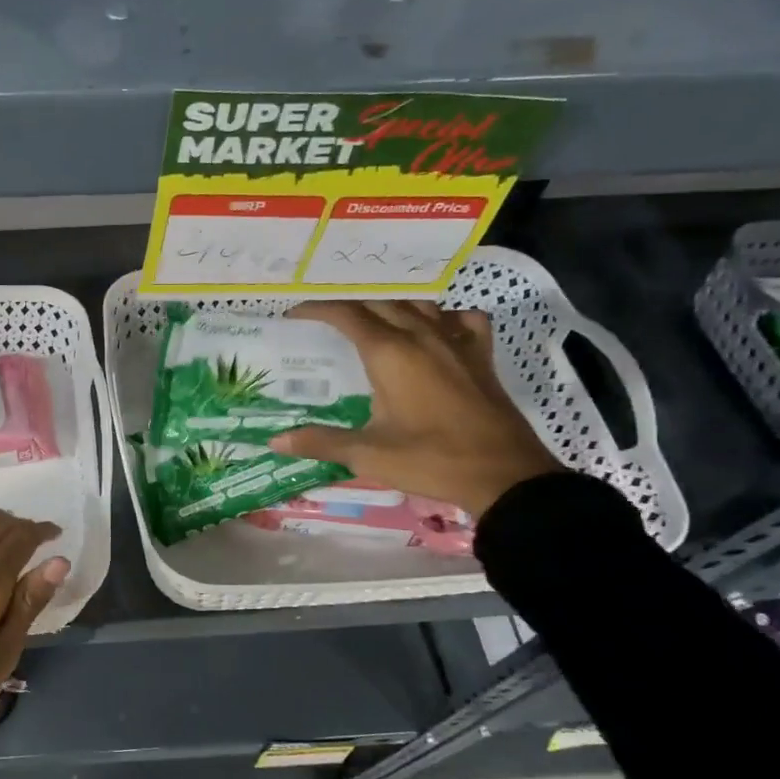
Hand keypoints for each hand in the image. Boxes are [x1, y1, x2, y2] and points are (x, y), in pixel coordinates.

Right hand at [271, 300, 562, 518]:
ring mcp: (457, 342)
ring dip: (391, 305)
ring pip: (419, 304)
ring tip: (371, 319)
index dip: (318, 309)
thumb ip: (320, 442)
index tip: (294, 314)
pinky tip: (435, 330)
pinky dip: (442, 317)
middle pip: (380, 303)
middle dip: (349, 305)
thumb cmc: (431, 460)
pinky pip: (461, 319)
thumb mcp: (368, 454)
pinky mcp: (481, 356)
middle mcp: (422, 336)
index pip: (347, 315)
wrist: (504, 475)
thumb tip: (274, 441)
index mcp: (390, 354)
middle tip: (325, 318)